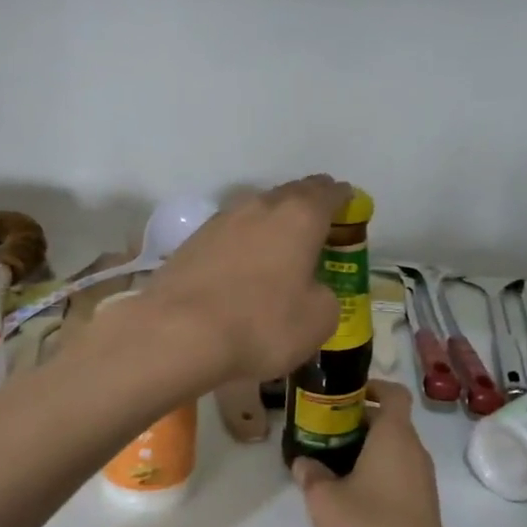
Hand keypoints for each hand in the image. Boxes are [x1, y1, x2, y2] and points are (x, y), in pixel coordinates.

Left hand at [140, 175, 352, 384]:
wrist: (177, 334)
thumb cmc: (261, 325)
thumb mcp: (318, 321)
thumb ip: (325, 296)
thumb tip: (311, 289)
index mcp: (299, 216)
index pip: (329, 193)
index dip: (342, 198)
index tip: (349, 205)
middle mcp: (259, 207)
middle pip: (291, 194)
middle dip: (307, 204)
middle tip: (318, 221)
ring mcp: (220, 221)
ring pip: (256, 211)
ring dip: (272, 223)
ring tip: (280, 244)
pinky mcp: (191, 243)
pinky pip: (229, 235)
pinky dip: (242, 244)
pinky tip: (243, 266)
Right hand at [292, 381, 466, 526]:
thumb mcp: (324, 501)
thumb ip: (311, 474)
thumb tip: (305, 462)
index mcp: (395, 437)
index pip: (394, 393)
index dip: (372, 386)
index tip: (343, 394)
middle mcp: (414, 453)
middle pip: (390, 422)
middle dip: (357, 421)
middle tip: (322, 430)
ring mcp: (422, 482)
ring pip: (393, 450)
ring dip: (364, 449)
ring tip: (329, 463)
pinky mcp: (422, 507)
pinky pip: (397, 474)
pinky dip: (375, 472)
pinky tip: (348, 495)